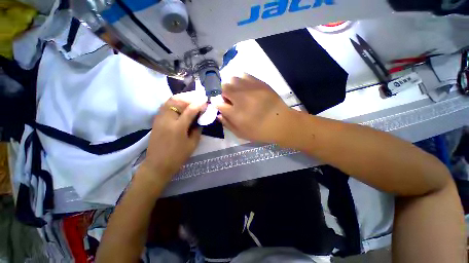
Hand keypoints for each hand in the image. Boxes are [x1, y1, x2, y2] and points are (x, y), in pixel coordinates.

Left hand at [140, 93, 204, 184]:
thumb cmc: (178, 156)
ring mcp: (159, 119)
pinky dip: (173, 102)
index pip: (190, 110)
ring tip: (190, 98)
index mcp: (178, 127)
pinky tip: (180, 103)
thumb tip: (200, 120)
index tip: (205, 100)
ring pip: (169, 101)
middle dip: (190, 97)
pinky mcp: (156, 120)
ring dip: (181, 97)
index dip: (199, 104)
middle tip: (198, 97)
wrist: (157, 164)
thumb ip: (197, 130)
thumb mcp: (192, 144)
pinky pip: (165, 106)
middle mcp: (167, 120)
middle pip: (178, 101)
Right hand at [215, 74, 297, 144]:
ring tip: (237, 93)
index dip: (217, 103)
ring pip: (233, 79)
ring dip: (231, 86)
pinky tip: (245, 87)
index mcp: (236, 113)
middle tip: (229, 99)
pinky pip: (244, 75)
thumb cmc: (260, 131)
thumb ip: (227, 124)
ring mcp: (251, 88)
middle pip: (224, 88)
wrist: (282, 123)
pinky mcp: (260, 83)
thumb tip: (218, 114)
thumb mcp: (241, 133)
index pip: (218, 103)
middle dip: (223, 93)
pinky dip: (241, 80)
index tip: (220, 105)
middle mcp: (241, 98)